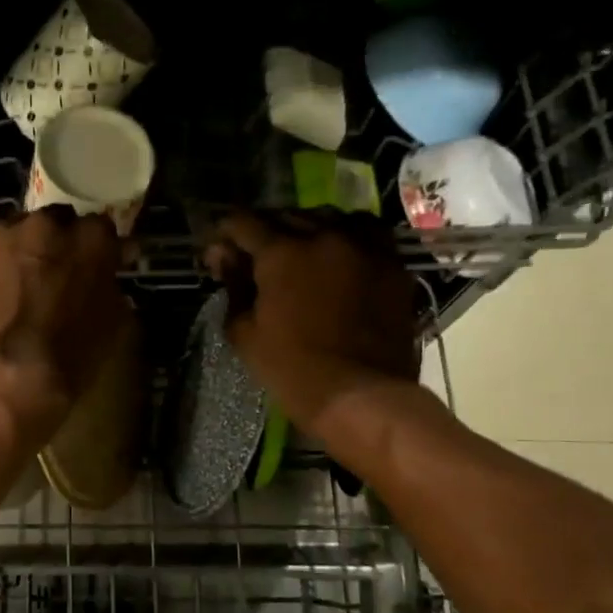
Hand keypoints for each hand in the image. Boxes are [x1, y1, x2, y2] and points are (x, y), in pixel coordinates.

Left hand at [0, 207, 129, 449]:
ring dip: (22, 244)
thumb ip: (112, 285)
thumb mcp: (113, 322)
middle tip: (53, 270)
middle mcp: (49, 224)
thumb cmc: (70, 357)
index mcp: (92, 239)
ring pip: (18, 226)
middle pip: (56, 221)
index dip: (96, 248)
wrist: (8, 377)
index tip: (95, 264)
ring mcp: (5, 231)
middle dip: (58, 242)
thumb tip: (107, 275)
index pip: (100, 227)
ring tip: (17, 274)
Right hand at [205, 211, 420, 430]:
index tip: (219, 255)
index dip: (224, 235)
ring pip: (329, 218)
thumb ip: (233, 288)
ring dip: (308, 228)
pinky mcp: (393, 264)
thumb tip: (226, 261)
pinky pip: (368, 234)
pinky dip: (348, 237)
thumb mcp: (245, 333)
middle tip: (254, 259)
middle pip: (286, 216)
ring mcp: (365, 247)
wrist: (361, 395)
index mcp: (281, 253)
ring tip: (301, 252)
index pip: (243, 222)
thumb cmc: (292, 370)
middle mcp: (324, 236)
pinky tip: (340, 257)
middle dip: (264, 232)